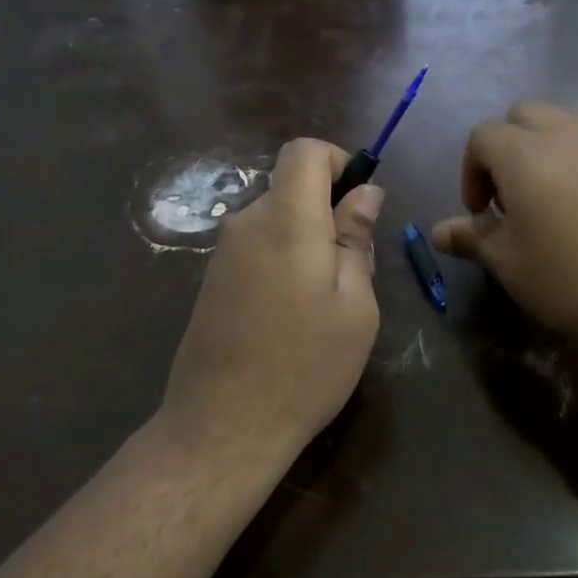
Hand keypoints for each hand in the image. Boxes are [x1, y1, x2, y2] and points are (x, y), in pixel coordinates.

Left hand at [161, 139, 382, 455]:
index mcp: (286, 220)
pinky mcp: (213, 283)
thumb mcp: (354, 305)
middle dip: (330, 215)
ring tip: (326, 307)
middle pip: (292, 189)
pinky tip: (293, 319)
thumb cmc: (307, 366)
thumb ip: (356, 240)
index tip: (361, 207)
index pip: (304, 152)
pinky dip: (285, 265)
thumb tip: (365, 193)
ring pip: (278, 223)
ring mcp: (223, 255)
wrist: (225, 424)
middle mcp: (246, 224)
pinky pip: (259, 251)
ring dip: (309, 246)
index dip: (338, 163)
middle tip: (355, 277)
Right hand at [432, 104, 577, 354]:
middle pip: (523, 116)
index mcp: (523, 154)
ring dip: (547, 146)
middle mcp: (565, 133)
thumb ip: (474, 240)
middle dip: (506, 150)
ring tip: (552, 194)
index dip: (470, 173)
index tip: (480, 215)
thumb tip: (437, 231)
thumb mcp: (513, 266)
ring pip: (566, 121)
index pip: (481, 137)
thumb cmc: (575, 278)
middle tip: (512, 200)